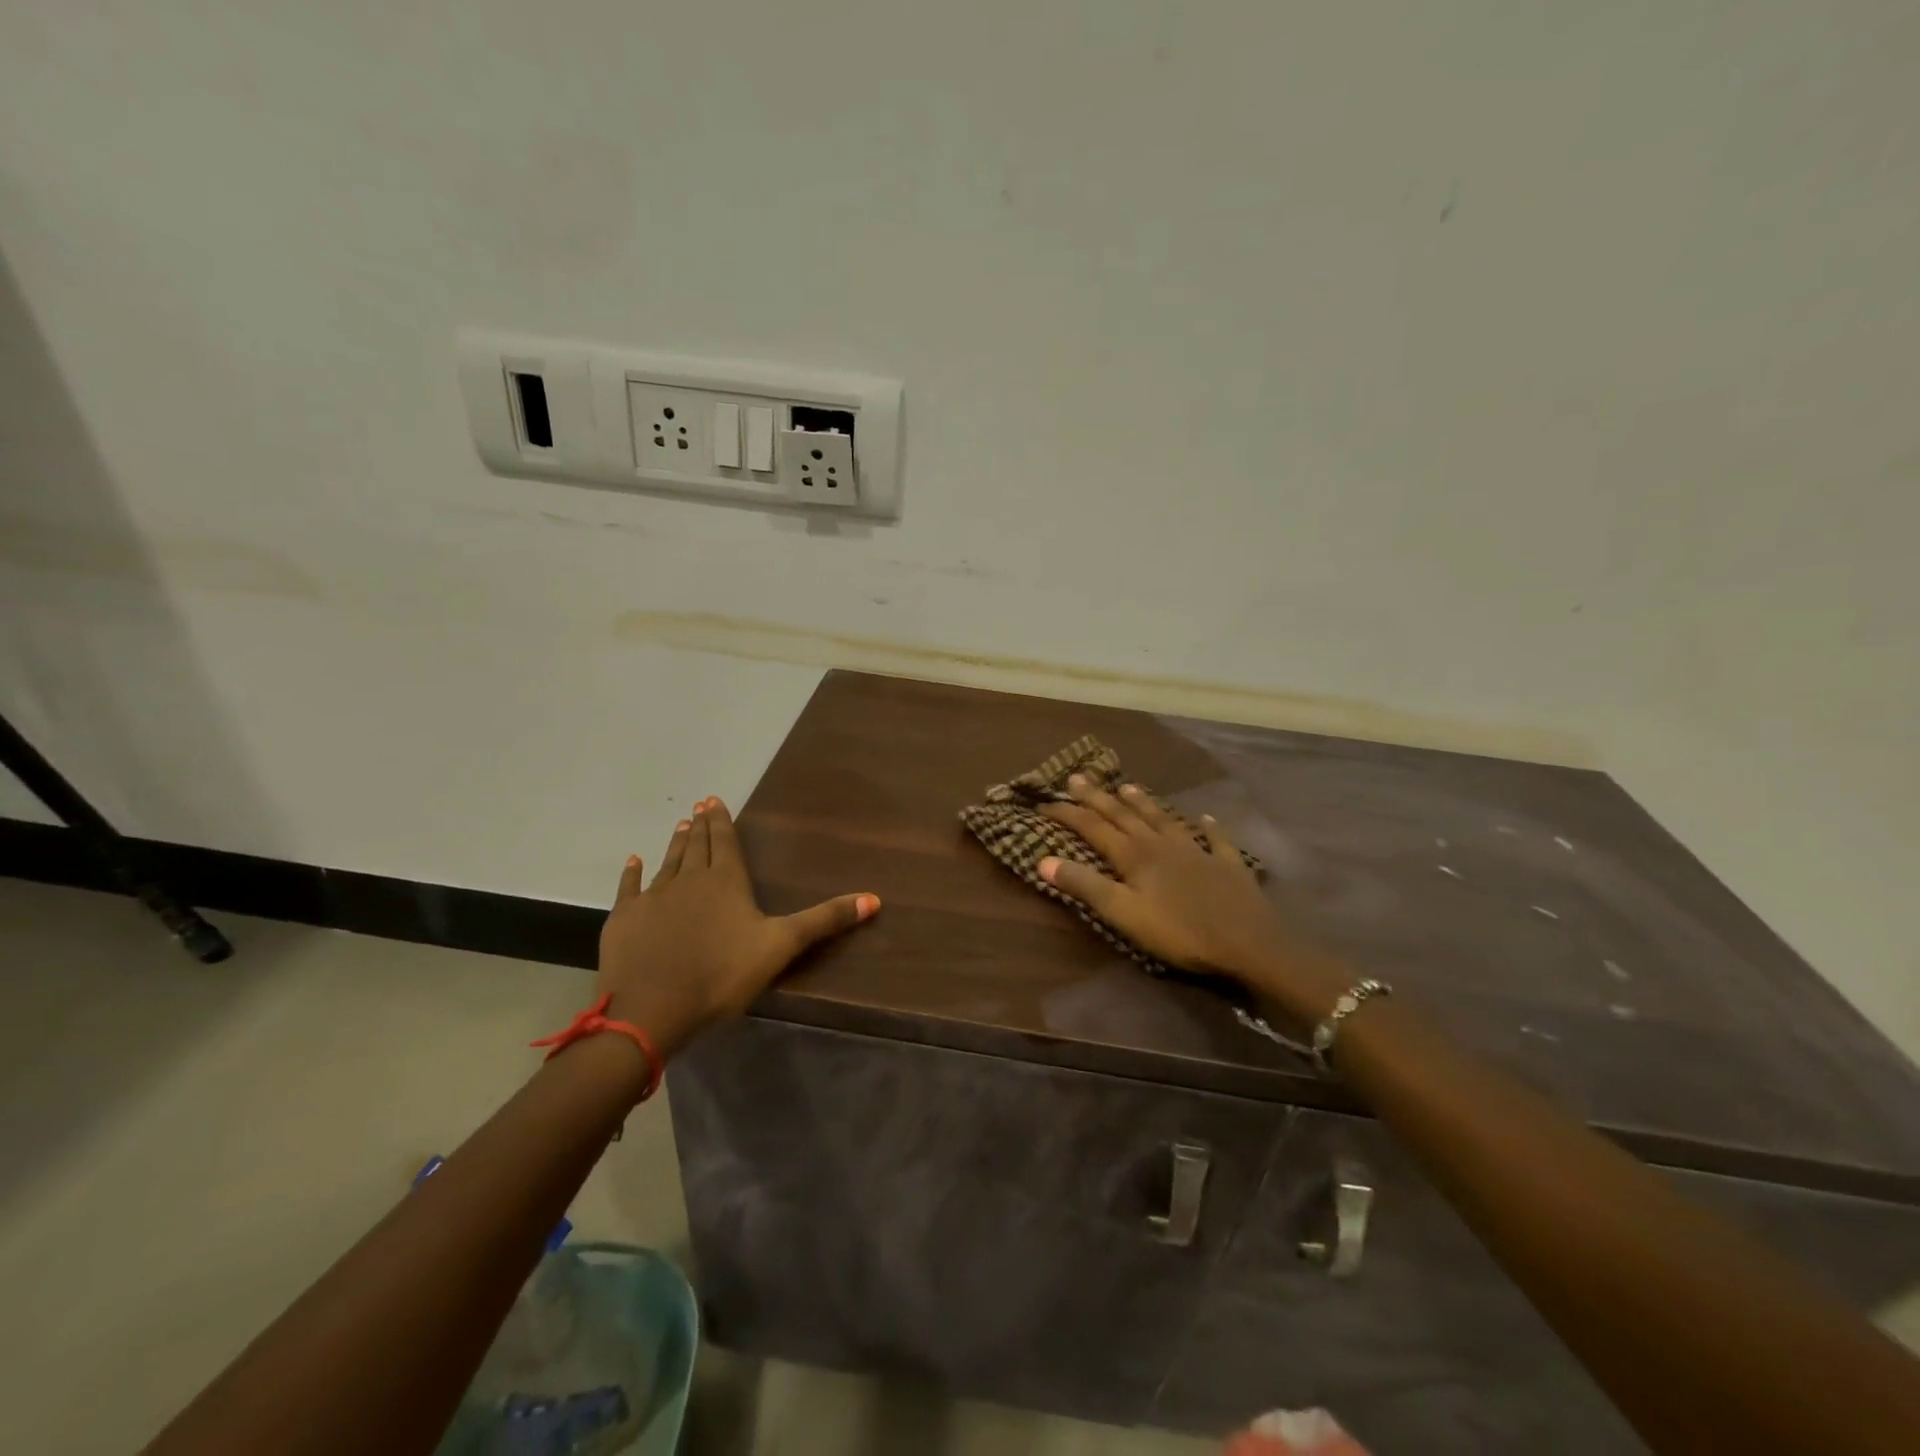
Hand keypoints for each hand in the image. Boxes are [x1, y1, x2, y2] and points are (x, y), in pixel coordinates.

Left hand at [595, 797, 878, 1055]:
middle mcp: (689, 880)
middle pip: (697, 846)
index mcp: (726, 882)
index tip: (713, 800)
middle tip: (699, 806)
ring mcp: (653, 897)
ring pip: (667, 861)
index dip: (722, 821)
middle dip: (700, 826)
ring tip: (679, 825)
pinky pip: (629, 888)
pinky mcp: (625, 919)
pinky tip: (633, 861)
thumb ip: (825, 920)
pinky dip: (632, 873)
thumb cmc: (722, 976)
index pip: (725, 842)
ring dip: (675, 843)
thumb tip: (874, 898)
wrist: (651, 1010)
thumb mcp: (782, 946)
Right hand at [1039, 776, 1341, 1013]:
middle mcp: (1162, 844)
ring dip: (1144, 803)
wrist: (1248, 942)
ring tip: (1127, 786)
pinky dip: (1208, 826)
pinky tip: (1206, 818)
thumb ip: (1085, 886)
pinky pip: (1215, 839)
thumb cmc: (1179, 932)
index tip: (1044, 802)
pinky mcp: (1226, 864)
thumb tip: (1043, 860)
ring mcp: (1197, 850)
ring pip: (1164, 819)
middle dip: (1098, 797)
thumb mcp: (1124, 913)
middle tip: (1078, 778)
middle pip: (1125, 815)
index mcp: (1135, 855)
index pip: (1093, 827)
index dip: (1068, 813)